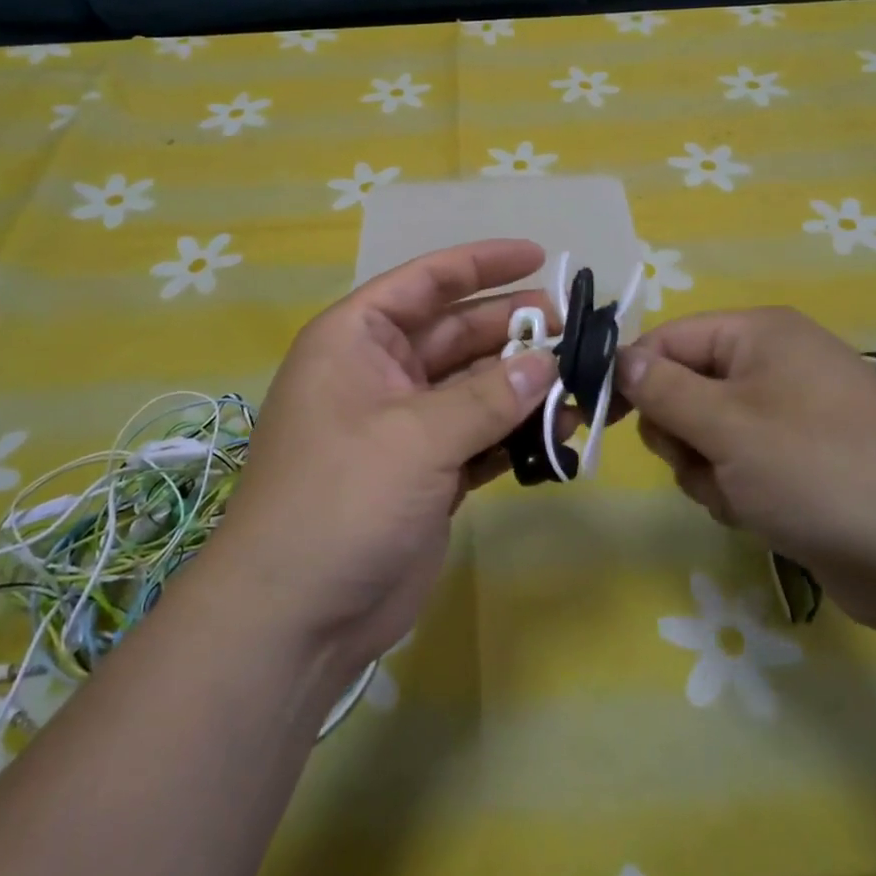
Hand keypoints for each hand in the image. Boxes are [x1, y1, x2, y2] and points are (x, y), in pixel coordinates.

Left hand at [206, 240, 556, 673]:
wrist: (296, 619)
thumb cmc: (341, 500)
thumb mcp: (415, 436)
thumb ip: (486, 396)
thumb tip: (547, 363)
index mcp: (356, 340)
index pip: (425, 281)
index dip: (480, 263)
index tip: (538, 256)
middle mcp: (381, 373)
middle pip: (457, 333)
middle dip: (513, 328)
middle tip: (573, 331)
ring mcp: (405, 425)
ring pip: (475, 386)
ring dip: (522, 384)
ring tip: (579, 384)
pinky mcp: (427, 472)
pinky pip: (480, 435)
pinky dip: (516, 432)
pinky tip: (560, 432)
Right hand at [616, 309, 875, 631]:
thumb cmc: (817, 469)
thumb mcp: (725, 425)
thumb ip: (662, 389)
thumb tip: (620, 357)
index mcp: (759, 334)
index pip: (669, 338)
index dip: (634, 375)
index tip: (606, 417)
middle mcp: (774, 364)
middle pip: (685, 388)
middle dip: (680, 432)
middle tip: (699, 460)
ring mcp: (790, 415)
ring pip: (706, 434)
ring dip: (707, 469)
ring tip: (740, 495)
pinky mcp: (801, 463)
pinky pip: (737, 465)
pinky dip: (735, 491)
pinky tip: (761, 514)